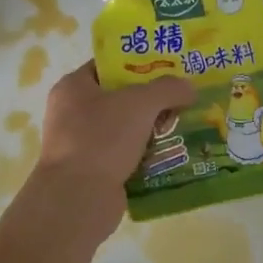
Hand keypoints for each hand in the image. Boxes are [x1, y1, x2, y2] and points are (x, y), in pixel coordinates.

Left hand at [28, 62, 194, 238]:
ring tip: (185, 127)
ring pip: (126, 130)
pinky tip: (172, 156)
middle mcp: (72, 113)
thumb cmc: (102, 138)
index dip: (139, 63)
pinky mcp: (94, 172)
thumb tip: (189, 88)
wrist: (79, 199)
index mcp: (73, 87)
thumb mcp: (140, 103)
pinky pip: (126, 156)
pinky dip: (147, 156)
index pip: (108, 66)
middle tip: (183, 99)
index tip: (169, 68)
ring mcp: (82, 145)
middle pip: (120, 98)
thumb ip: (168, 89)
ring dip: (153, 130)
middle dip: (152, 100)